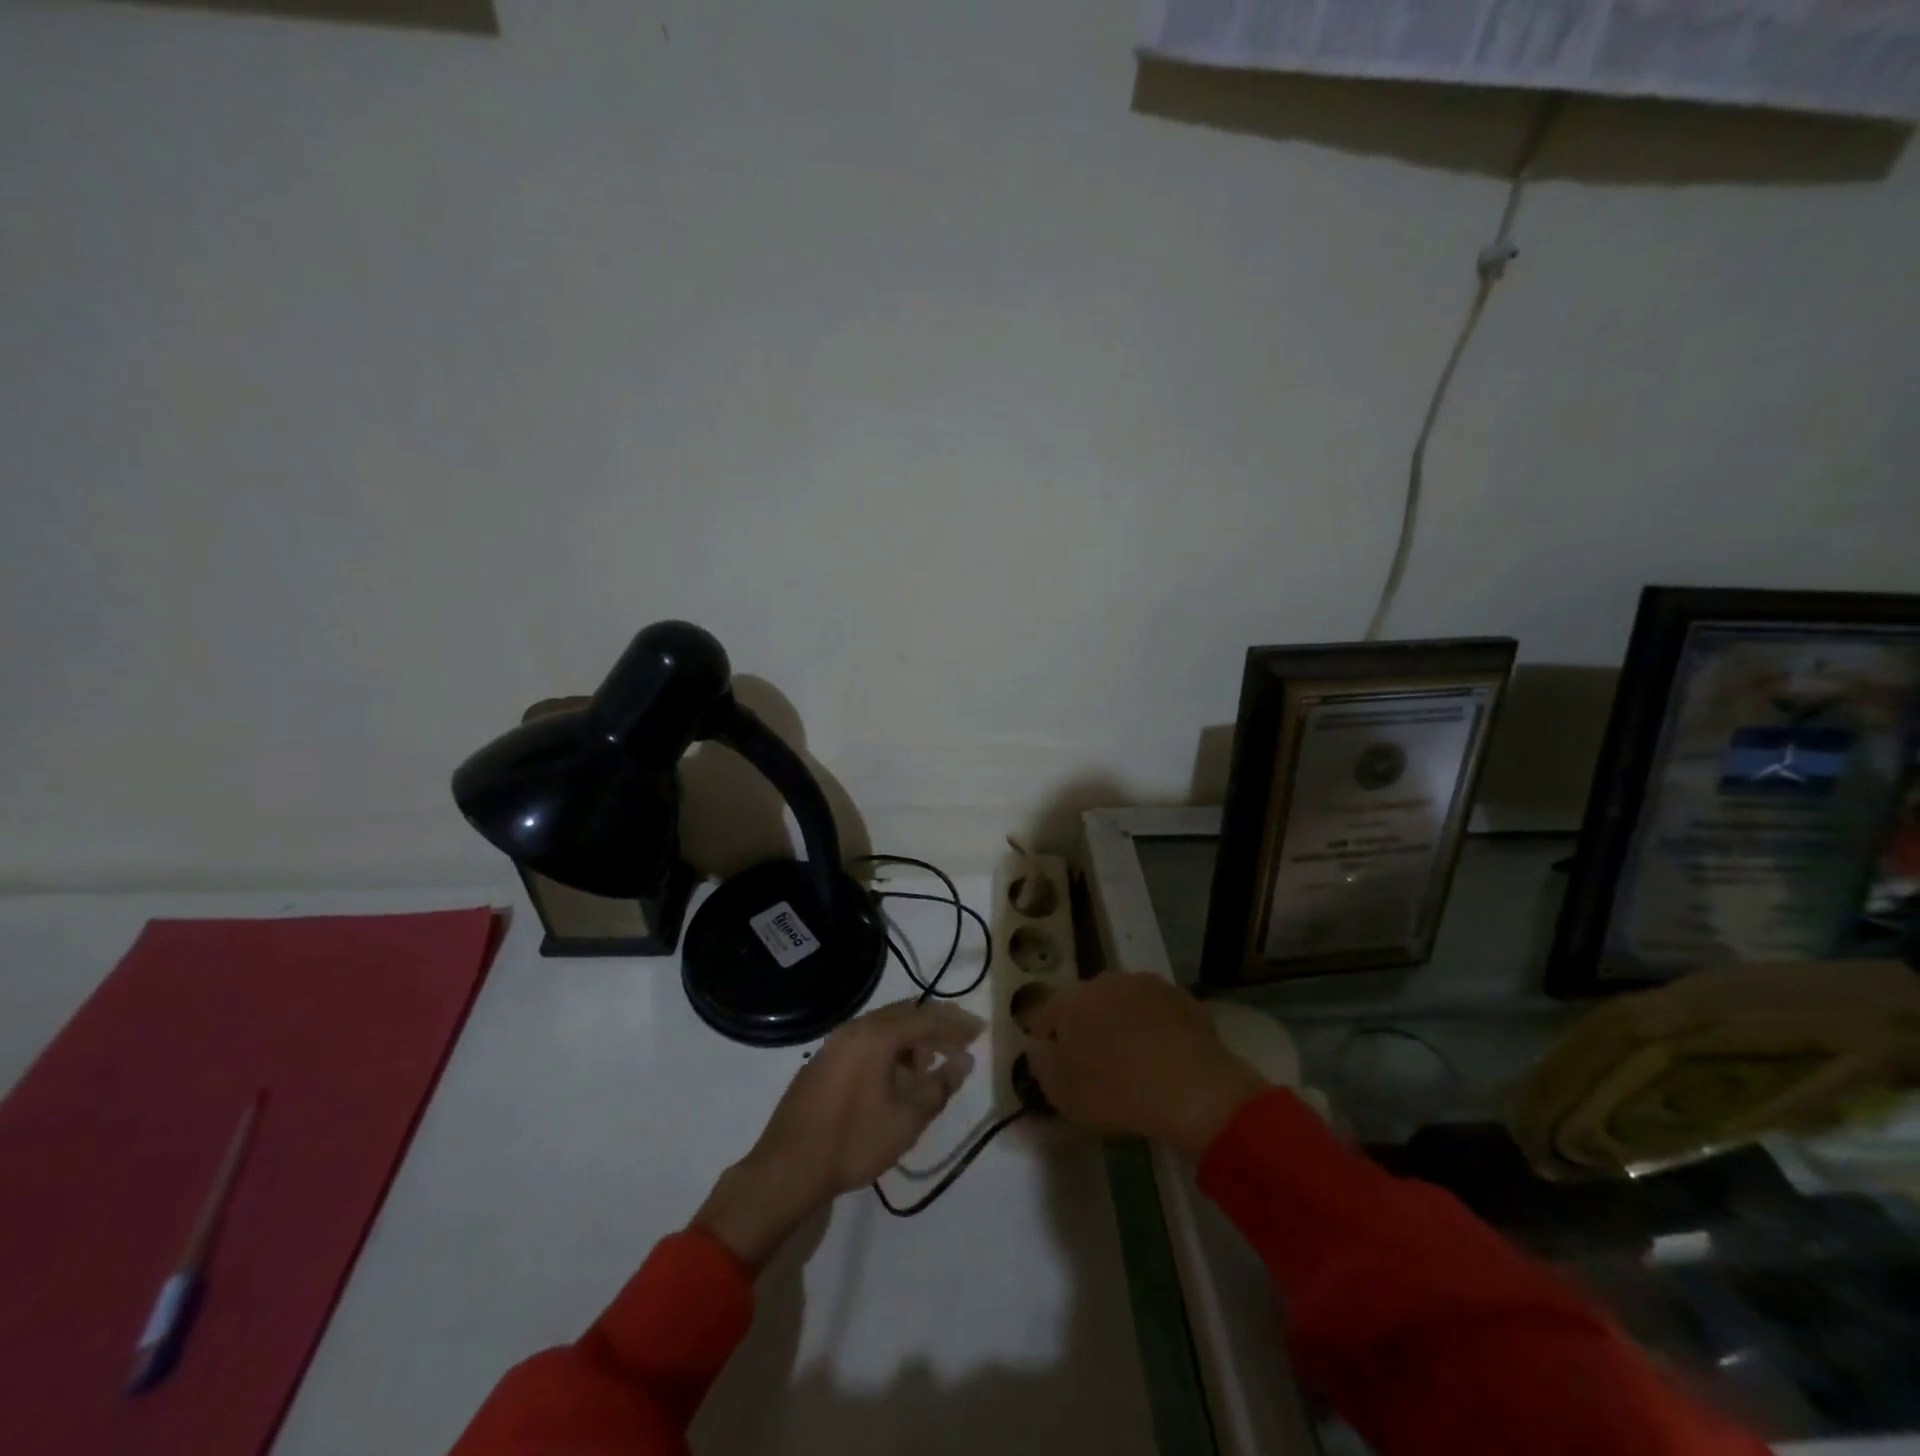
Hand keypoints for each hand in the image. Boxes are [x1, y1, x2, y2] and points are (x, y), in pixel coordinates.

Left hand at [694, 999, 981, 1267]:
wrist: (786, 1168)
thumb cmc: (852, 1142)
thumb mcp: (906, 1120)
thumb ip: (939, 1086)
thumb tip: (963, 1061)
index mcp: (876, 1035)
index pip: (926, 1019)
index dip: (956, 1025)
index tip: (980, 1031)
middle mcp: (855, 1028)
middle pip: (905, 1014)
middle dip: (936, 1024)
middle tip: (961, 1038)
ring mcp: (835, 1042)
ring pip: (884, 1026)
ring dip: (912, 1037)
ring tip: (932, 1060)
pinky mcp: (824, 1060)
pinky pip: (866, 1039)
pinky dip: (890, 1047)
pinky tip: (896, 1073)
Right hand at [1021, 973, 1266, 1160]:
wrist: (1193, 1088)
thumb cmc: (1116, 1092)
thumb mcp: (1061, 1093)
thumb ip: (1041, 1063)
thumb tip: (1040, 1046)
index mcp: (1068, 1001)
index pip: (1044, 1014)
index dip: (1046, 1040)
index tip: (1056, 1065)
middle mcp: (1103, 981)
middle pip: (1085, 1003)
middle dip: (1086, 1027)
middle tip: (1095, 1064)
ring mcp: (1145, 984)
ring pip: (1122, 1003)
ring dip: (1122, 1023)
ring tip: (1134, 1061)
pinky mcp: (1181, 996)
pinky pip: (1157, 1012)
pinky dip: (1155, 1028)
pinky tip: (1164, 1057)